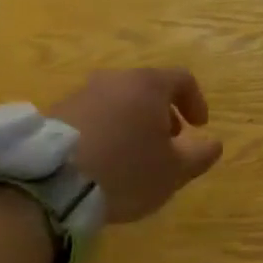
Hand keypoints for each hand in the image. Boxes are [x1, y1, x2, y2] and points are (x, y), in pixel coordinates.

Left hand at [51, 68, 223, 222]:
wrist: (49, 182)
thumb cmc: (125, 170)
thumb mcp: (174, 171)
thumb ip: (200, 155)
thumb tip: (214, 143)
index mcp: (148, 85)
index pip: (183, 79)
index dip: (195, 101)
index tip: (199, 127)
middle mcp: (114, 80)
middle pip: (147, 88)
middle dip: (161, 114)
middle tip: (166, 143)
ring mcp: (80, 94)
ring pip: (117, 101)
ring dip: (131, 122)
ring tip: (132, 156)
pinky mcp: (53, 114)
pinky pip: (90, 116)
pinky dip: (104, 131)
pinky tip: (101, 161)